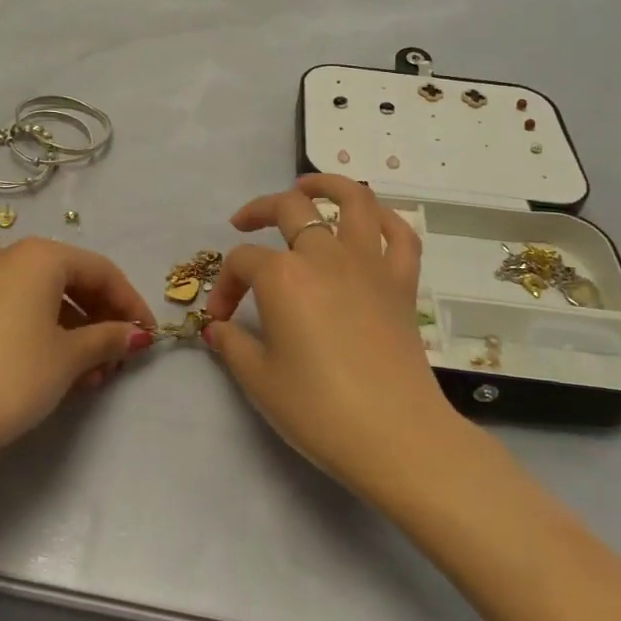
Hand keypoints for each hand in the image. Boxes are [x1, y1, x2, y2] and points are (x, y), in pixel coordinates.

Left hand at [0, 238, 156, 458]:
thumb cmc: (15, 374)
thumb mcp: (70, 357)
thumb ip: (108, 338)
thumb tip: (137, 335)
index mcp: (39, 255)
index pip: (101, 271)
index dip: (130, 303)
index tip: (148, 335)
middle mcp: (9, 257)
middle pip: (72, 281)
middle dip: (102, 320)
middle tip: (120, 357)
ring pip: (46, 300)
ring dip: (77, 333)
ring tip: (94, 375)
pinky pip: (20, 311)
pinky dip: (46, 334)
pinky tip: (62, 371)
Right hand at [201, 175, 462, 498]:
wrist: (395, 436)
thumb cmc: (318, 409)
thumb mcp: (259, 380)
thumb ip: (232, 344)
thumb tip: (218, 328)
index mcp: (284, 276)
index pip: (242, 263)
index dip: (225, 286)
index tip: (220, 320)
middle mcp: (326, 255)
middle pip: (289, 209)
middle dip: (258, 211)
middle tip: (243, 224)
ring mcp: (369, 264)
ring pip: (354, 200)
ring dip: (327, 184)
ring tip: (307, 186)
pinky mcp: (402, 282)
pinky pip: (400, 234)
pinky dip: (385, 218)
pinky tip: (369, 219)